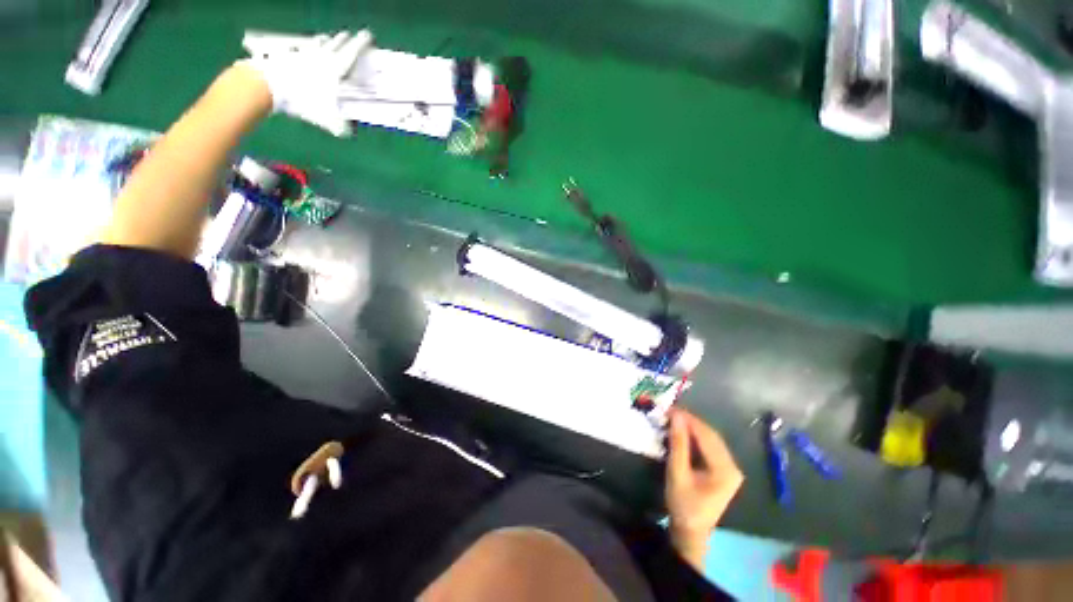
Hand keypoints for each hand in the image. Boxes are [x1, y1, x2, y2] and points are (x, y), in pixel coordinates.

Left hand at [242, 30, 372, 136]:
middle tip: (351, 37)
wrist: (269, 85)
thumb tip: (349, 132)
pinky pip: (307, 46)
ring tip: (332, 40)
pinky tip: (312, 47)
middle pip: (338, 42)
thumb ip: (342, 127)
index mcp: (337, 67)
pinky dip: (312, 45)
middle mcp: (324, 55)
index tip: (368, 35)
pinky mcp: (291, 53)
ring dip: (329, 40)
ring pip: (322, 42)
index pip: (354, 50)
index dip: (362, 42)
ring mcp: (306, 52)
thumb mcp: (329, 120)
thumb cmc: (304, 100)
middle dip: (347, 39)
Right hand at [665, 409, 743, 569]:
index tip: (670, 408)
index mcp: (725, 470)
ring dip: (692, 428)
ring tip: (673, 419)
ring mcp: (730, 468)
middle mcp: (733, 466)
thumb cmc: (683, 504)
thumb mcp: (677, 473)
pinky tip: (683, 433)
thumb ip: (678, 444)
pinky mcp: (723, 470)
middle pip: (711, 436)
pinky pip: (709, 446)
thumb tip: (676, 417)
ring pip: (710, 439)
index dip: (688, 420)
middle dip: (690, 422)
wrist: (690, 531)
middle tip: (669, 412)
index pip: (707, 436)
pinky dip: (695, 437)